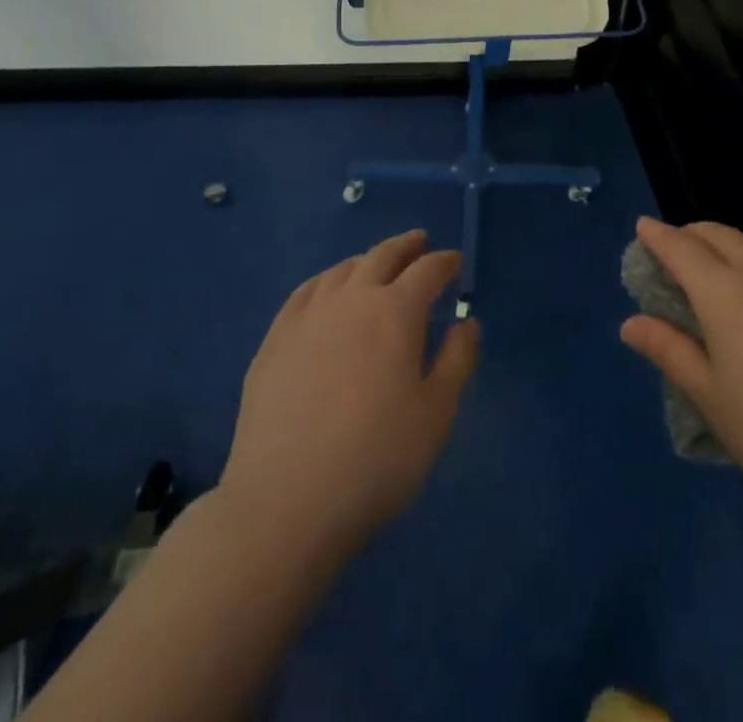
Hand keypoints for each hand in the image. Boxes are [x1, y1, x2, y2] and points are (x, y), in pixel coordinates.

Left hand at [220, 230, 478, 551]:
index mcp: (396, 311)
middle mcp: (352, 299)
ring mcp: (308, 316)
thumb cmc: (377, 458)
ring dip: (366, 260)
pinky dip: (326, 280)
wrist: (287, 500)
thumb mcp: (437, 414)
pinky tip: (327, 290)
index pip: (427, 270)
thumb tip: (467, 323)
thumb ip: (458, 360)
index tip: (455, 262)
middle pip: (382, 256)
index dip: (445, 262)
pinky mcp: (275, 339)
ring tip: (376, 264)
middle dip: (406, 246)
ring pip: (342, 270)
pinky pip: (306, 292)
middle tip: (419, 242)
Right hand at [620, 217, 742, 513]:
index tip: (644, 227)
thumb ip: (670, 351)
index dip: (659, 236)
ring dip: (739, 263)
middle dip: (696, 234)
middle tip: (681, 245)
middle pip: (723, 236)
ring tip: (733, 295)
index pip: (681, 248)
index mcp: (725, 293)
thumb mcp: (711, 398)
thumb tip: (631, 322)